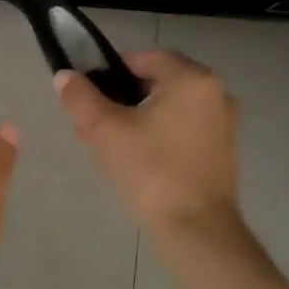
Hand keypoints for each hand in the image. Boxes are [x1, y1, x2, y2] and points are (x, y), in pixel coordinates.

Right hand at [55, 51, 240, 241]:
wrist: (196, 229)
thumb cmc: (151, 171)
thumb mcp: (105, 131)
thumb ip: (81, 98)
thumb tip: (65, 77)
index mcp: (192, 79)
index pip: (145, 58)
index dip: (111, 71)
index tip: (87, 95)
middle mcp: (216, 93)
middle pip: (158, 83)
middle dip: (120, 99)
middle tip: (91, 125)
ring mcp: (224, 124)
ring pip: (170, 109)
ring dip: (137, 119)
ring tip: (107, 145)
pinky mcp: (223, 152)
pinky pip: (183, 130)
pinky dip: (159, 136)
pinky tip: (136, 161)